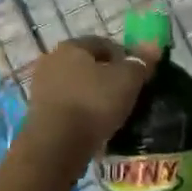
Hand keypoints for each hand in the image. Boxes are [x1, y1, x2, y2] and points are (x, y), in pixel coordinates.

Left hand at [24, 36, 159, 152]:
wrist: (56, 146)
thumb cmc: (94, 104)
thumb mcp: (127, 80)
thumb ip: (141, 62)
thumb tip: (153, 45)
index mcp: (71, 46)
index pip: (104, 44)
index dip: (125, 57)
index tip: (138, 77)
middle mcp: (52, 60)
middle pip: (88, 65)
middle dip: (107, 77)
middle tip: (126, 95)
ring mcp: (42, 87)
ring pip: (77, 86)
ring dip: (93, 96)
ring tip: (112, 114)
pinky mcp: (37, 112)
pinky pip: (67, 106)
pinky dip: (81, 112)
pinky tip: (94, 126)